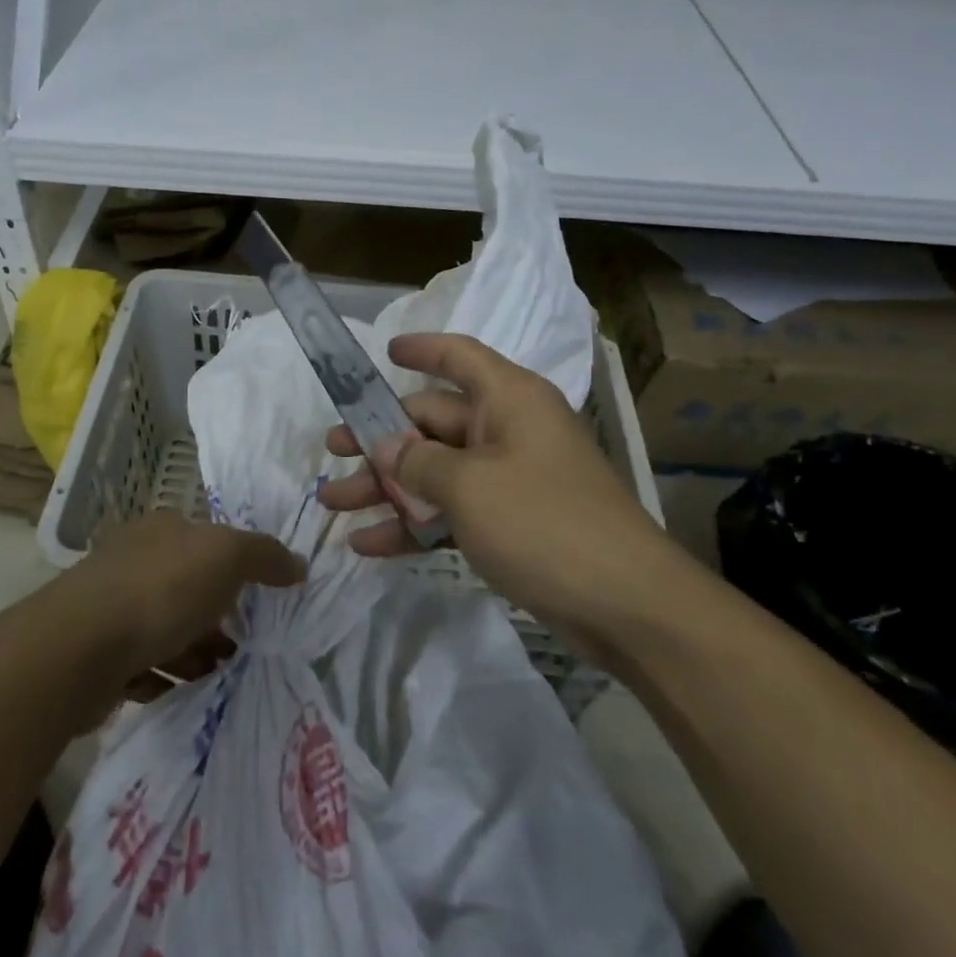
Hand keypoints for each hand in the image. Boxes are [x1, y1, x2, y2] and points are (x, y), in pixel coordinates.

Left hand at [68, 512, 302, 686]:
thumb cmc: (160, 590)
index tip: (257, 599)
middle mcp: (133, 560)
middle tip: (239, 644)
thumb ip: (264, 556)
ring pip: (164, 627)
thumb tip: (297, 564)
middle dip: (214, 616)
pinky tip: (176, 688)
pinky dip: (162, 674)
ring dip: (192, 650)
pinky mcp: (96, 652)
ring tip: (215, 672)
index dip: (233, 567)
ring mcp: (110, 606)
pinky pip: (139, 662)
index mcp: (161, 530)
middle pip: (186, 586)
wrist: (81, 648)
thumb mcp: (226, 557)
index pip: (204, 540)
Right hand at [319, 333, 686, 641]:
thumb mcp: (468, 487)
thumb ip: (416, 461)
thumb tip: (384, 445)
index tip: (383, 353)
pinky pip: (450, 513)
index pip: (460, 357)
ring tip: (333, 505)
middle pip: (433, 422)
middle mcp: (508, 431)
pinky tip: (368, 545)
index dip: (422, 349)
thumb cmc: (544, 523)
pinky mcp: (510, 524)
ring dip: (385, 489)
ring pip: (435, 472)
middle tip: (330, 453)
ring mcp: (509, 480)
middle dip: (379, 441)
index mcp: (509, 400)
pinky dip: (413, 525)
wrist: (626, 607)